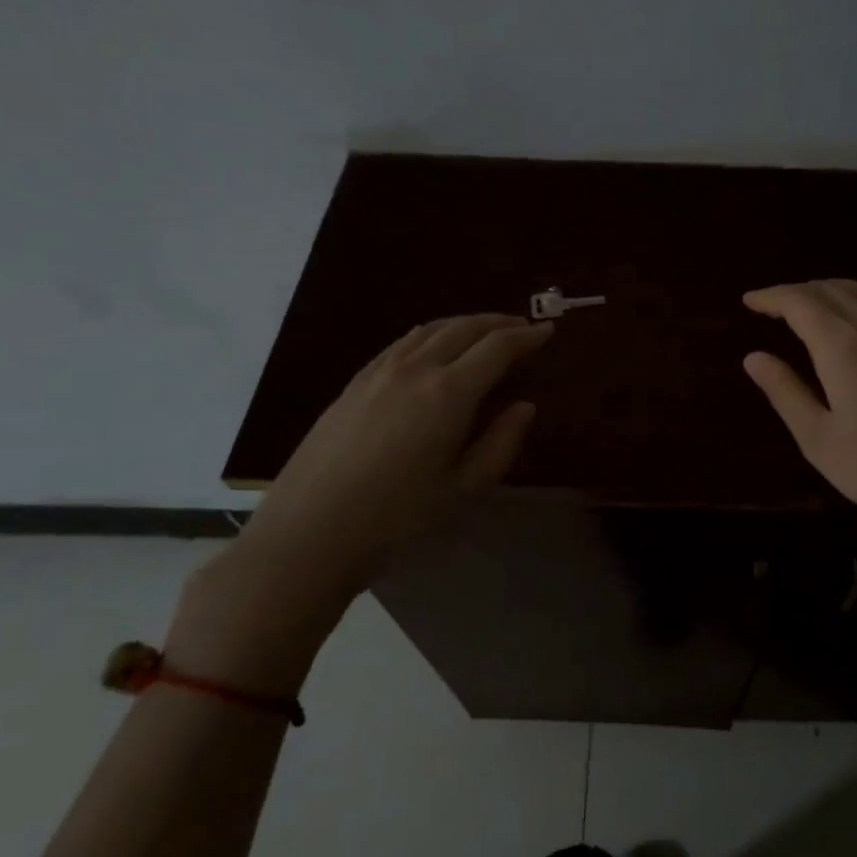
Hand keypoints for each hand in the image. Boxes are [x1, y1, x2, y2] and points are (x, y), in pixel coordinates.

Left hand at [169, 314, 551, 692]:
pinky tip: (433, 348)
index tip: (548, 332)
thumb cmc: (396, 520)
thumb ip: (500, 443)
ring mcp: (379, 372)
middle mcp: (415, 369)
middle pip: (464, 328)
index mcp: (449, 393)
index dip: (527, 336)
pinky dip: (431, 334)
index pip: (497, 347)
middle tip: (523, 327)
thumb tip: (524, 406)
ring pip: (430, 329)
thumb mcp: (463, 490)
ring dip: (464, 323)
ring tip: (484, 331)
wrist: (308, 534)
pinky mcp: (354, 383)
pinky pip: (402, 342)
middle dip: (498, 322)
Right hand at [743, 280, 856, 565]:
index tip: (748, 301)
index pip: (799, 302)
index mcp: (844, 346)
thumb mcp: (819, 440)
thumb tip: (753, 357)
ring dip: (826, 291)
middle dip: (795, 292)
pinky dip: (855, 300)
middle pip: (829, 289)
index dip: (771, 297)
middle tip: (769, 307)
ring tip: (804, 308)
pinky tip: (851, 322)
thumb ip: (785, 392)